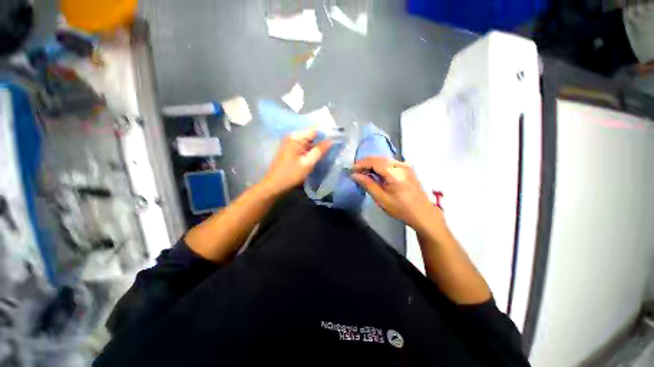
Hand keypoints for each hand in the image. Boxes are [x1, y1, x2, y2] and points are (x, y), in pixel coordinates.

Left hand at [263, 128, 331, 194]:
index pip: (315, 129)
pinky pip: (306, 147)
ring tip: (331, 150)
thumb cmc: (291, 174)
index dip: (328, 132)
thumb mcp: (308, 163)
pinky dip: (313, 150)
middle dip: (324, 139)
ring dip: (319, 145)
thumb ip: (320, 150)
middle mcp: (293, 137)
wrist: (275, 185)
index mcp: (296, 137)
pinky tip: (320, 154)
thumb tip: (331, 141)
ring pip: (310, 141)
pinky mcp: (292, 150)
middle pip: (313, 135)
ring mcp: (292, 143)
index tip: (339, 137)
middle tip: (337, 145)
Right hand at [351, 157, 436, 229]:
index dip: (360, 164)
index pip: (374, 162)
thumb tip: (354, 175)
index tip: (350, 170)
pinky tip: (375, 173)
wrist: (422, 213)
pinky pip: (389, 163)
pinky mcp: (407, 168)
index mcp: (395, 172)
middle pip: (378, 159)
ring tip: (362, 173)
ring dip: (372, 164)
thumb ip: (367, 184)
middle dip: (365, 163)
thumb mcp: (381, 198)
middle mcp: (401, 165)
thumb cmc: (401, 209)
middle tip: (355, 172)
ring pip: (383, 160)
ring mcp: (405, 165)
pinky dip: (379, 166)